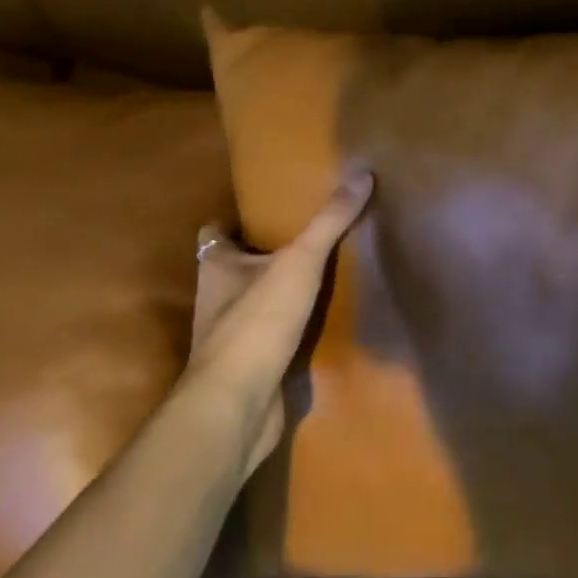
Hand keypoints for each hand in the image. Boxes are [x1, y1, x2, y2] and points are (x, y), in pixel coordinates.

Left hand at [183, 170, 372, 478]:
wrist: (238, 404)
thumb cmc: (258, 321)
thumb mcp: (301, 260)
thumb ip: (330, 220)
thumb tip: (362, 173)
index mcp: (216, 266)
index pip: (215, 232)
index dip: (235, 220)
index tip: (269, 209)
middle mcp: (215, 298)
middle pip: (235, 266)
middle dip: (263, 253)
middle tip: (305, 237)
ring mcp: (230, 335)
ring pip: (253, 302)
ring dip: (277, 291)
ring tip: (320, 273)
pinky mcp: (249, 366)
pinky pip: (270, 336)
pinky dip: (289, 327)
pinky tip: (321, 321)